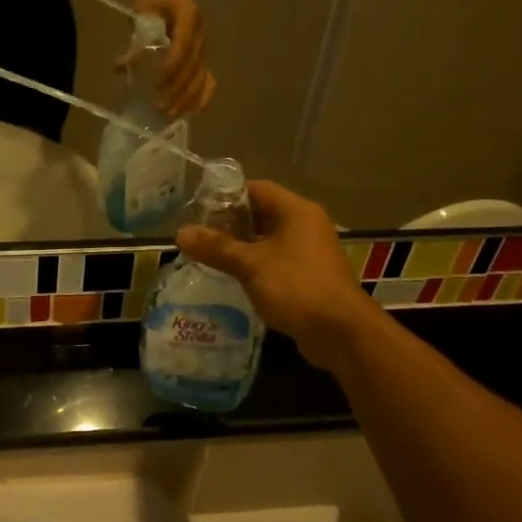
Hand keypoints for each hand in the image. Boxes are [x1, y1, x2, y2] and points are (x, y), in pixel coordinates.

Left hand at [135, 0, 215, 116]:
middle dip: (177, 89)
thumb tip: (120, 68)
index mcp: (189, 16)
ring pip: (200, 77)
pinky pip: (208, 79)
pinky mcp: (202, 58)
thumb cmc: (152, 2)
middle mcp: (200, 33)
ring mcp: (203, 48)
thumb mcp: (141, 14)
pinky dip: (203, 96)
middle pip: (193, 67)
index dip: (173, 66)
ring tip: (170, 115)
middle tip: (160, 107)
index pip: (183, 46)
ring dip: (187, 98)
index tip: (159, 83)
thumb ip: (136, 42)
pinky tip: (196, 112)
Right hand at [177, 181, 377, 373]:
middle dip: (230, 223)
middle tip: (200, 236)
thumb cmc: (296, 287)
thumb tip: (181, 233)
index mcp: (296, 211)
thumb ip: (216, 247)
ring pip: (269, 239)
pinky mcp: (310, 275)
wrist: (340, 332)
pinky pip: (277, 260)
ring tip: (210, 256)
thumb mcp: (250, 265)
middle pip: (262, 213)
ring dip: (242, 246)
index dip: (227, 196)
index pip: (256, 189)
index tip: (200, 210)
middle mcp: (306, 224)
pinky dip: (256, 264)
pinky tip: (234, 277)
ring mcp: (310, 251)